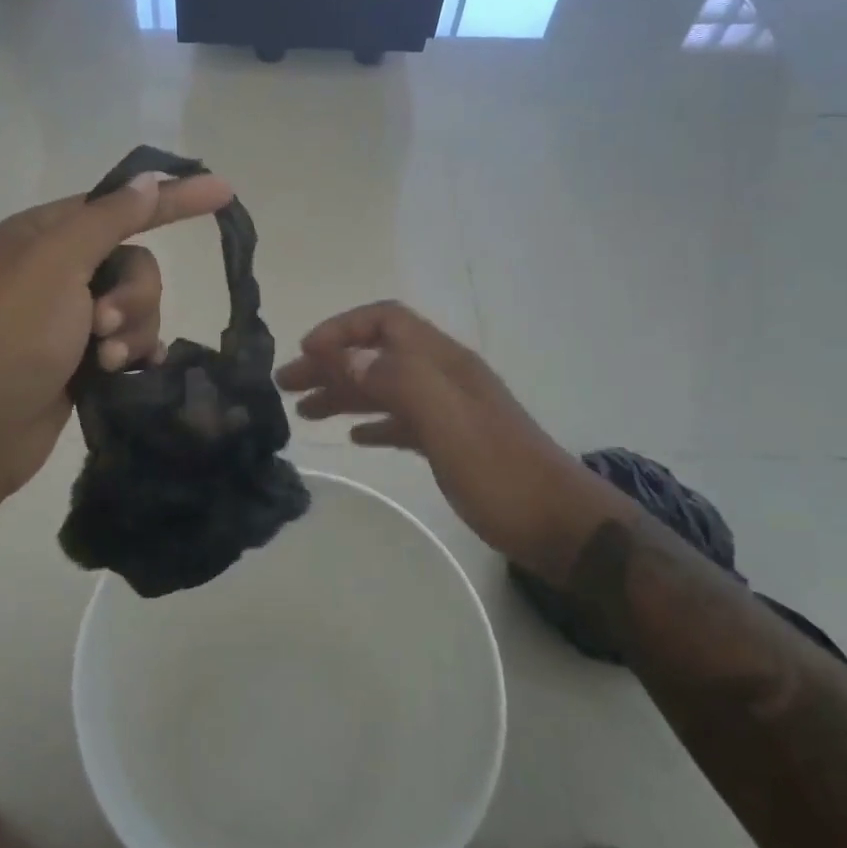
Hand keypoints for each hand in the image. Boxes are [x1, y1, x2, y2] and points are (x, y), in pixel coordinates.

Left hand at [0, 171, 233, 522]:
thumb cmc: (8, 337)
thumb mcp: (55, 265)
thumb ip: (108, 220)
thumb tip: (148, 179)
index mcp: (41, 236)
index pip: (118, 206)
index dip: (170, 199)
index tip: (222, 191)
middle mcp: (54, 272)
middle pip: (132, 264)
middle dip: (133, 294)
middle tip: (104, 324)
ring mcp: (66, 320)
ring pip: (136, 308)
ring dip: (132, 331)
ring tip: (106, 361)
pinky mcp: (78, 362)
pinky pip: (128, 343)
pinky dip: (133, 354)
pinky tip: (128, 371)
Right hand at [275, 302, 591, 567]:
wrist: (560, 525)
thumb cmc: (501, 473)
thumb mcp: (447, 422)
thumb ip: (397, 381)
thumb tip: (345, 356)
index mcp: (444, 363)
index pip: (386, 321)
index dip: (342, 329)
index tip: (304, 353)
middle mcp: (444, 377)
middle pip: (378, 354)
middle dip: (331, 363)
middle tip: (286, 385)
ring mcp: (450, 410)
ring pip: (385, 388)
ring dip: (345, 393)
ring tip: (305, 412)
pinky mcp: (452, 442)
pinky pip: (402, 421)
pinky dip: (373, 422)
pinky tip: (354, 438)